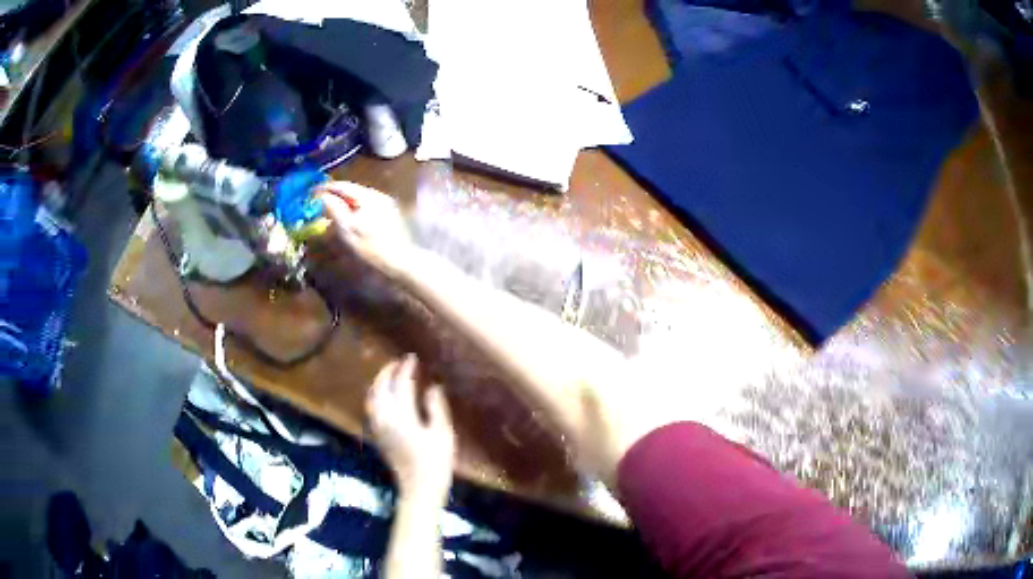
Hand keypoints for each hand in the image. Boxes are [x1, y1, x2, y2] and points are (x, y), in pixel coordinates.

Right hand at [319, 182, 413, 277]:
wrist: (402, 261)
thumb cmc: (371, 247)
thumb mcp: (348, 229)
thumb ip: (334, 209)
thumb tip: (322, 196)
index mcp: (367, 196)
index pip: (343, 185)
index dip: (326, 187)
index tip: (312, 192)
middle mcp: (378, 194)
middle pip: (352, 189)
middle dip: (335, 193)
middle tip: (319, 200)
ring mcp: (386, 203)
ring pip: (360, 197)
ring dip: (345, 200)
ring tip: (332, 208)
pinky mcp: (390, 213)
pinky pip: (367, 205)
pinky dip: (355, 207)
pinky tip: (350, 217)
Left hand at [367, 354, 455, 500]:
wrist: (419, 489)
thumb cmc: (436, 463)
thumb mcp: (442, 434)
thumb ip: (435, 407)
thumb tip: (432, 387)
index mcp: (401, 416)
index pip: (401, 384)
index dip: (406, 369)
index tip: (412, 357)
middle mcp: (384, 418)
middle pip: (380, 388)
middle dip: (387, 372)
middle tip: (399, 362)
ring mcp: (378, 427)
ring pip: (372, 397)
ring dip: (379, 382)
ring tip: (390, 375)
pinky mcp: (377, 435)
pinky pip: (371, 407)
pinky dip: (376, 395)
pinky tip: (384, 396)